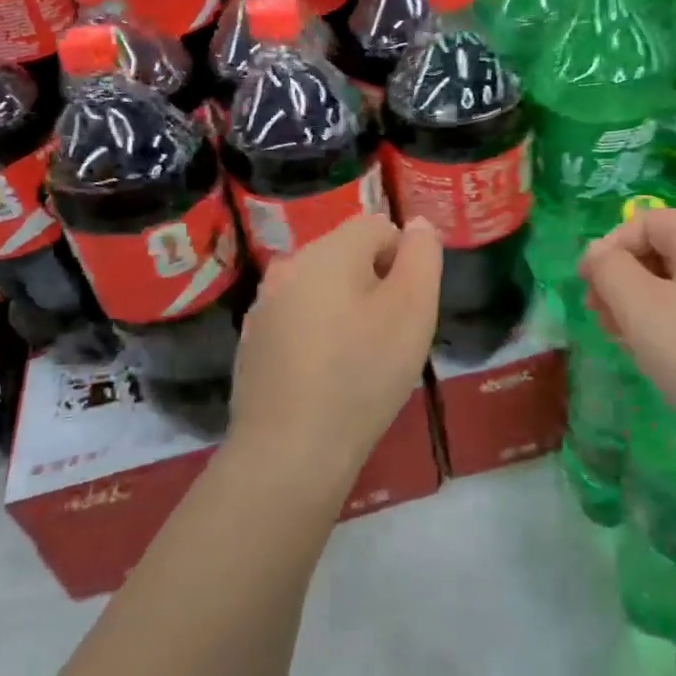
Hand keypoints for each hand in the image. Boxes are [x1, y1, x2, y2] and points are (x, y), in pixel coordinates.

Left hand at [229, 216, 441, 464]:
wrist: (290, 451)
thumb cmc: (362, 374)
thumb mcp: (413, 310)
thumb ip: (422, 256)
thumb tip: (417, 224)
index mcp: (327, 251)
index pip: (379, 226)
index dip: (404, 260)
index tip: (408, 308)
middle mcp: (288, 266)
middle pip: (347, 256)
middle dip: (375, 285)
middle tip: (388, 336)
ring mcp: (264, 306)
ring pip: (322, 290)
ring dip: (346, 310)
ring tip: (358, 360)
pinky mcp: (253, 342)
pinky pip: (299, 321)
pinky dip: (318, 336)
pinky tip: (326, 378)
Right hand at [578, 206, 675, 452]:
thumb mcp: (641, 308)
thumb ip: (610, 269)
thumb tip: (597, 252)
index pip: (652, 220)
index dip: (612, 243)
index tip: (587, 283)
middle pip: (665, 250)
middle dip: (623, 276)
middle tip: (598, 314)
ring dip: (640, 302)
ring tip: (619, 337)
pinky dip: (667, 323)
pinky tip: (653, 354)